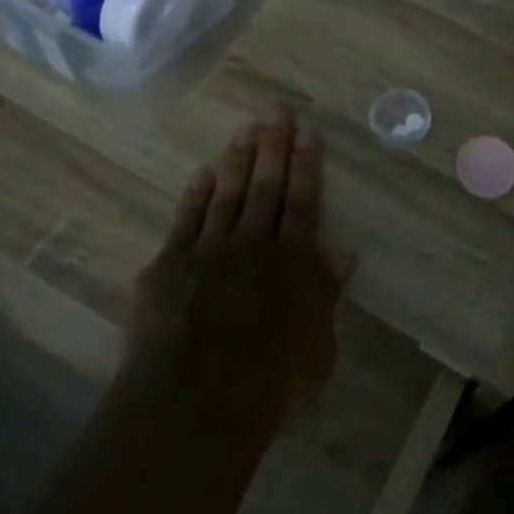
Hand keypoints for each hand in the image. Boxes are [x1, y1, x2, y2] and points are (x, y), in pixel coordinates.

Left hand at [128, 107, 355, 418]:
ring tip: (246, 129)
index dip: (306, 165)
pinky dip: (195, 195)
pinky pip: (185, 221)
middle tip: (275, 109)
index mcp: (292, 263)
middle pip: (265, 186)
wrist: (195, 403)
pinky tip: (202, 173)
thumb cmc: (269, 384)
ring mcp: (208, 251)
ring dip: (238, 160)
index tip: (307, 132)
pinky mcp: (169, 266)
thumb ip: (326, 295)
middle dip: (273, 145)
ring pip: (227, 194)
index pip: (302, 202)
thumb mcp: (317, 348)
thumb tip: (344, 253)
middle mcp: (252, 246)